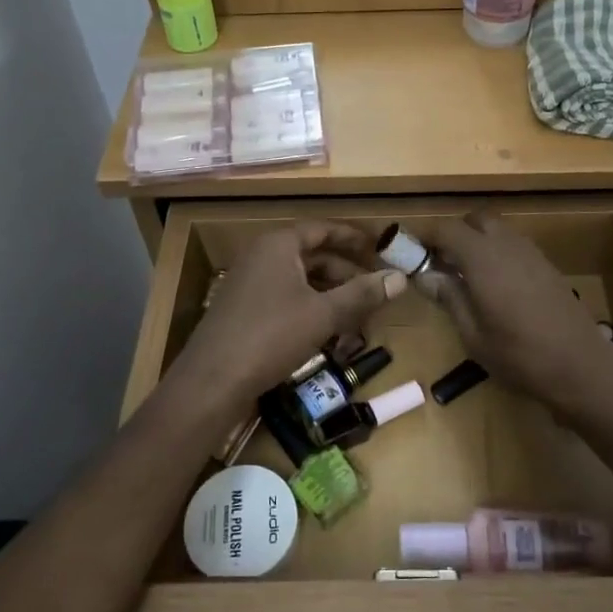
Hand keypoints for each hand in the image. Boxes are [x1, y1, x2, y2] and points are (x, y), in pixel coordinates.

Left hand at [169, 222, 404, 410]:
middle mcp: (261, 257)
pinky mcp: (245, 312)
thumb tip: (400, 278)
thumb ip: (362, 294)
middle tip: (375, 292)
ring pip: (301, 283)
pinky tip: (329, 336)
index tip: (379, 248)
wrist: (212, 381)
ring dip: (332, 298)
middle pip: (313, 257)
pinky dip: (311, 312)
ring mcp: (250, 285)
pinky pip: (287, 301)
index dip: (353, 238)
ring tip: (359, 319)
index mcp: (278, 245)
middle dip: (346, 275)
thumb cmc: (270, 336)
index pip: (322, 229)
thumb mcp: (323, 314)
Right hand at [417, 213, 612, 419]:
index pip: (448, 228)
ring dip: (477, 241)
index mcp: (484, 259)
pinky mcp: (547, 266)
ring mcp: (532, 254)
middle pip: (476, 220)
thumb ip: (449, 298)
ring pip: (498, 230)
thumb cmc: (519, 356)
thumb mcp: (473, 334)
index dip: (426, 234)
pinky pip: (514, 245)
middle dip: (455, 233)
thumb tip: (426, 275)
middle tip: (440, 261)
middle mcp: (507, 246)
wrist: (581, 367)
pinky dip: (497, 252)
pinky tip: (494, 285)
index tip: (411, 250)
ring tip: (464, 275)